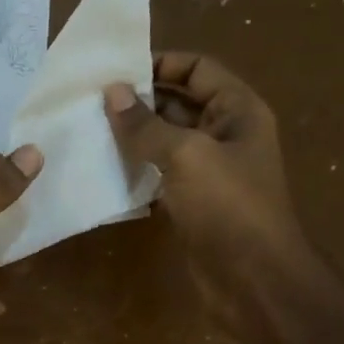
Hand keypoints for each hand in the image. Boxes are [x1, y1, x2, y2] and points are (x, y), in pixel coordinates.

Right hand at [105, 52, 303, 331]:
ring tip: (90, 132)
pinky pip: (161, 176)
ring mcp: (209, 172)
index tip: (115, 71)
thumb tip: (112, 91)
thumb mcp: (186, 155)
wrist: (253, 279)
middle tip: (91, 103)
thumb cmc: (228, 206)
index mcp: (238, 110)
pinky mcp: (193, 203)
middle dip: (140, 102)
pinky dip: (137, 171)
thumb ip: (146, 124)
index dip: (160, 63)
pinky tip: (105, 171)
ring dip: (134, 138)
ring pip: (167, 142)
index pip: (197, 69)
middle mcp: (226, 134)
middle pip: (179, 103)